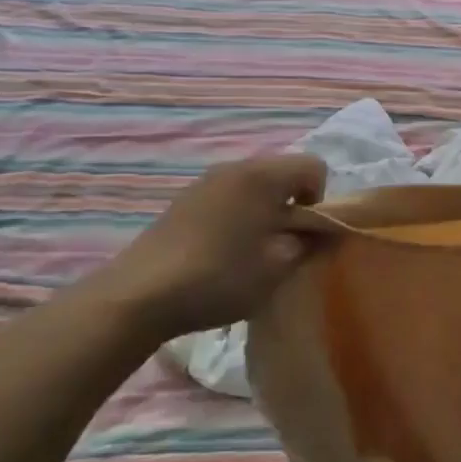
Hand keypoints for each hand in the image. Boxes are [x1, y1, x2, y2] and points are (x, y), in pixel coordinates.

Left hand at [73, 154, 327, 340]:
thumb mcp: (278, 267)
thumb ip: (309, 242)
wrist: (140, 294)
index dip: (320, 200)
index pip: (314, 167)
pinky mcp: (185, 199)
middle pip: (283, 172)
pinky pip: (228, 196)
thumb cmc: (220, 277)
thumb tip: (320, 232)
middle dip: (292, 204)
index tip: (303, 234)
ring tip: (251, 250)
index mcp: (263, 175)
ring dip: (264, 210)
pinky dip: (237, 215)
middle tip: (281, 245)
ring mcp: (206, 181)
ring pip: (254, 185)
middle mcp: (236, 167)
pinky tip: (221, 250)